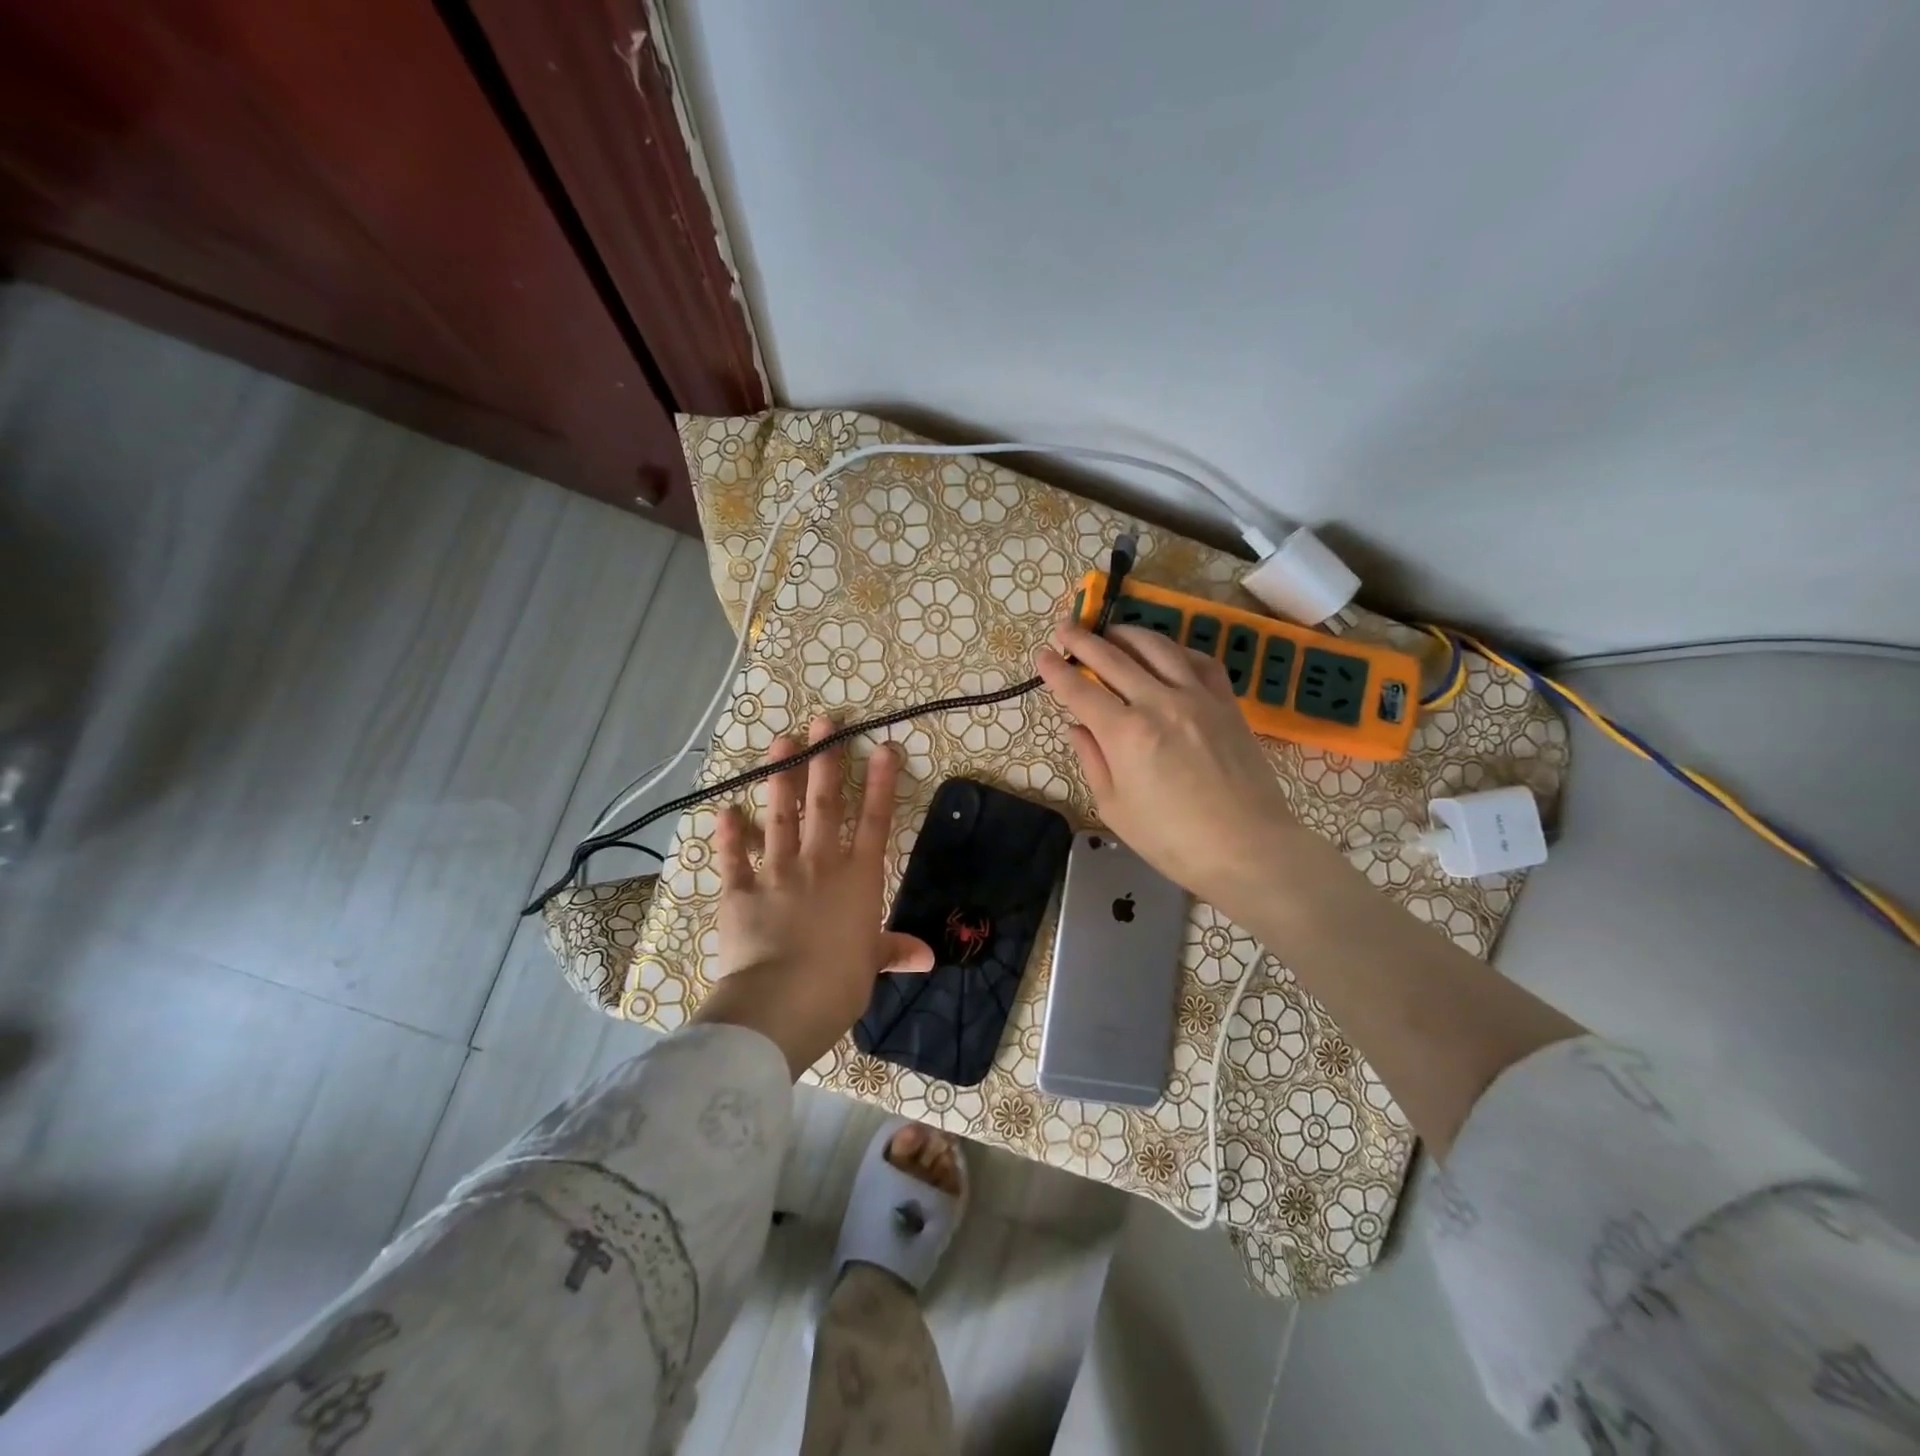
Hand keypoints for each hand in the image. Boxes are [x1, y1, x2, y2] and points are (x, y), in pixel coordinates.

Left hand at [692, 715, 933, 1076]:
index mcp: (857, 879)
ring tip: (781, 742)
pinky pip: (733, 858)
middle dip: (825, 760)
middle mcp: (818, 864)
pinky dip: (728, 835)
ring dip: (780, 778)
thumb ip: (894, 950)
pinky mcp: (739, 891)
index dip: (880, 783)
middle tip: (823, 722)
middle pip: (824, 804)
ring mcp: (776, 872)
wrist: (782, 1001)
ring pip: (780, 816)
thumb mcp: (871, 965)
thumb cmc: (839, 982)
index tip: (882, 747)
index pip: (873, 821)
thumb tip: (927, 957)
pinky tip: (725, 811)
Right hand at [1035, 619, 1307, 918]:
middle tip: (1065, 629)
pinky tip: (1165, 653)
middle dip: (1084, 640)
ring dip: (1128, 634)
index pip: (1080, 690)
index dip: (1057, 671)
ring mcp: (1197, 698)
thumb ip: (1092, 760)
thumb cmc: (1173, 840)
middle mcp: (1159, 703)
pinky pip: (1199, 661)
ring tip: (1111, 632)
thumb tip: (1078, 726)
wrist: (1248, 848)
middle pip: (1114, 658)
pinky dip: (1176, 649)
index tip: (1042, 655)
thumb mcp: (1115, 808)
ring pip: (1157, 648)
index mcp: (1125, 734)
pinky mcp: (1227, 703)